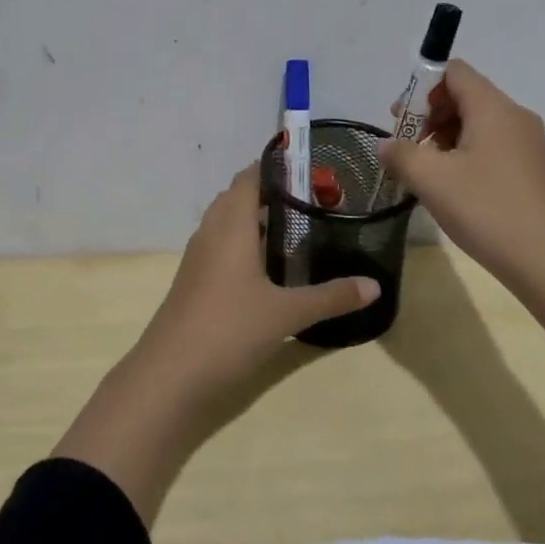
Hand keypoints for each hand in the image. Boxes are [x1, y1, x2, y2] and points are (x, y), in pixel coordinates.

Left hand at [136, 165, 380, 399]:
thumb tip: (375, 286)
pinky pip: (221, 246)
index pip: (249, 176)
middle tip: (313, 200)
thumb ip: (331, 296)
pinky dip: (244, 244)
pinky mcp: (194, 281)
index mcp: (230, 225)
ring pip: (227, 223)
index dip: (277, 167)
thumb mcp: (286, 314)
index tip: (312, 169)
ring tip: (298, 228)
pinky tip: (269, 266)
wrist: (169, 376)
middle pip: (237, 196)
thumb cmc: (228, 330)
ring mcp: (198, 258)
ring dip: (255, 219)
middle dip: (271, 193)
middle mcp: (210, 232)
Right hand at [380, 60, 544, 287]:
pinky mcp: (531, 170)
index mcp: (493, 108)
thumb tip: (387, 144)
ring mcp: (527, 144)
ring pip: (477, 124)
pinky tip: (450, 188)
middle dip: (429, 115)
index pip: (454, 71)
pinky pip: (490, 147)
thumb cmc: (486, 210)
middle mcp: (514, 117)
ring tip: (424, 172)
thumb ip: (401, 154)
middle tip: (406, 148)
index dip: (422, 87)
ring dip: (444, 138)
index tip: (401, 120)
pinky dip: (464, 155)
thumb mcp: (431, 179)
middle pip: (465, 96)